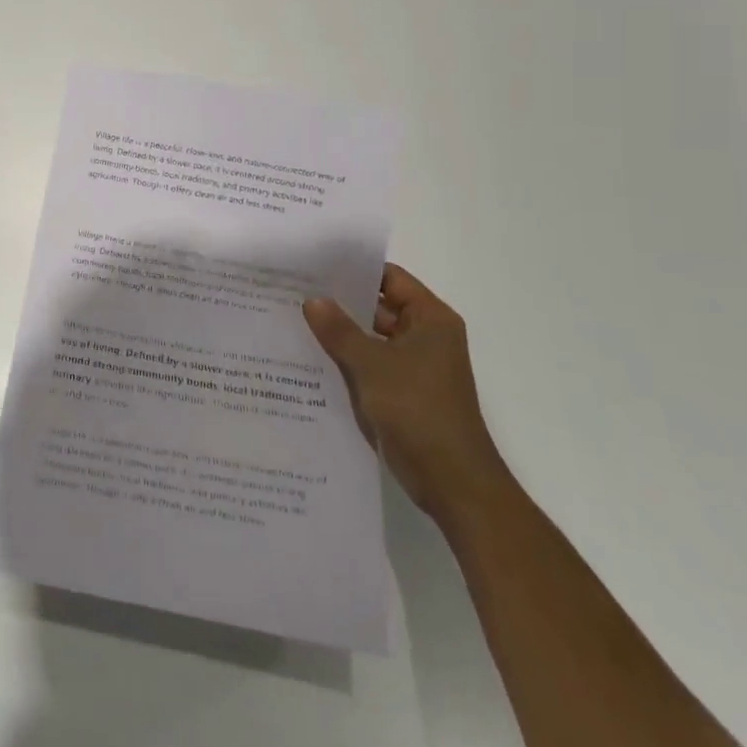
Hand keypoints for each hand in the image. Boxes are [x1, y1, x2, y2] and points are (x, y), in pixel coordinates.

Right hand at [303, 264, 510, 522]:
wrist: (452, 482)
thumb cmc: (419, 411)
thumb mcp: (372, 365)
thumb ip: (339, 330)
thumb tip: (313, 299)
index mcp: (431, 320)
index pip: (390, 278)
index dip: (355, 269)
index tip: (315, 264)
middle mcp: (426, 337)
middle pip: (379, 307)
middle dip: (341, 301)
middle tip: (294, 290)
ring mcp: (414, 367)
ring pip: (371, 338)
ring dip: (340, 333)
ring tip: (293, 318)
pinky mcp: (402, 393)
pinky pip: (369, 365)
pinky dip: (346, 360)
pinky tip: (308, 356)